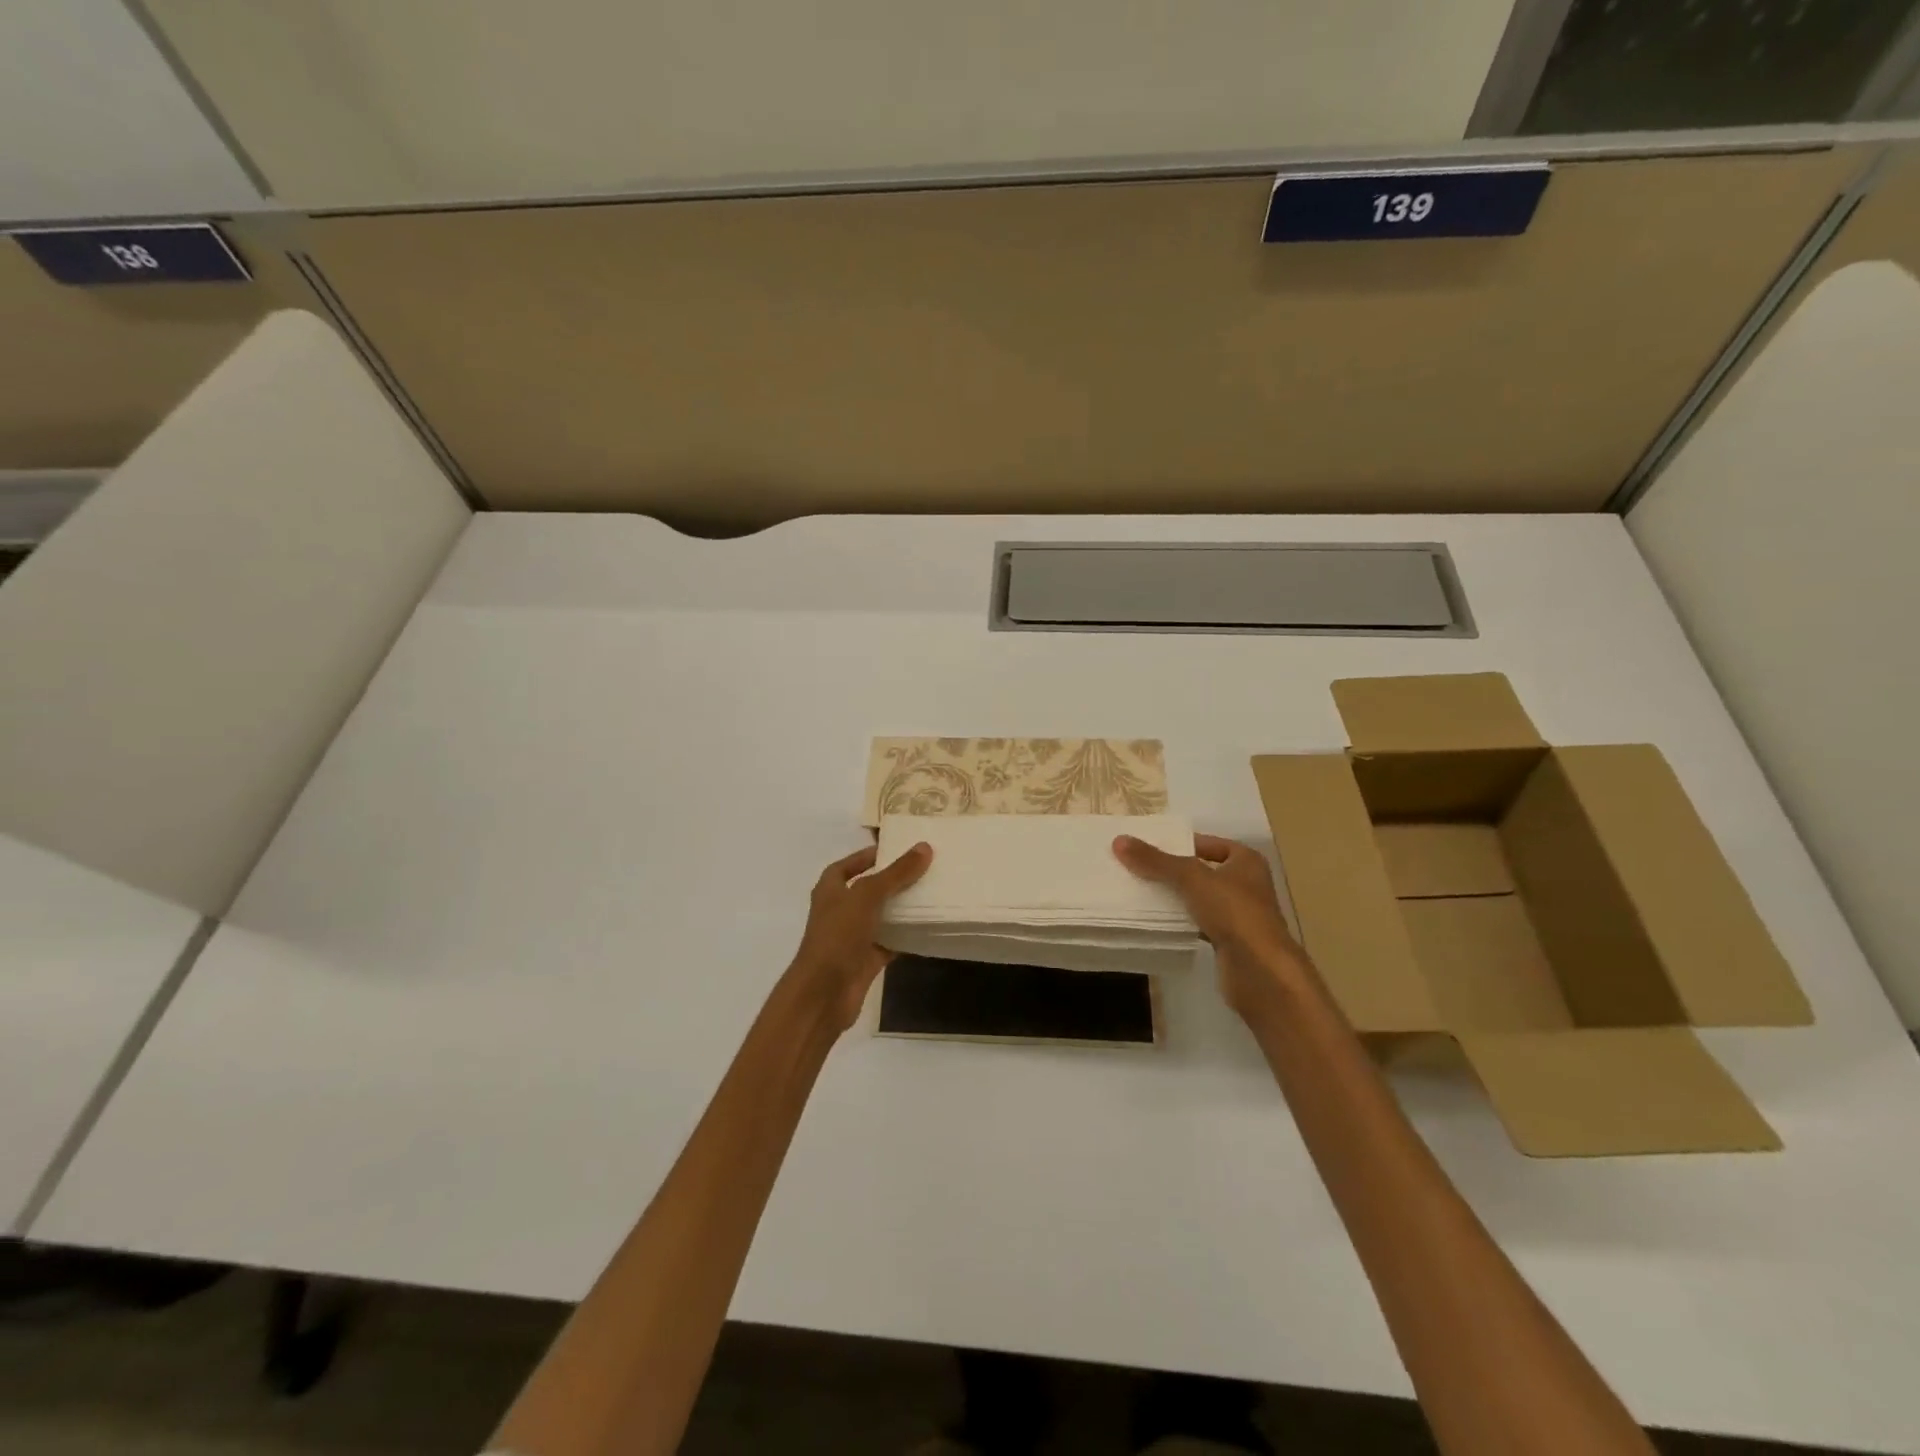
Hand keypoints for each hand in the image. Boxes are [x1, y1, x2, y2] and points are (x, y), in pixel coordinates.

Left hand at [787, 842, 932, 1031]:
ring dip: (901, 908)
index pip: (849, 865)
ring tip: (931, 893)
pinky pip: (890, 942)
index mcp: (830, 889)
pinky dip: (905, 936)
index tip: (897, 849)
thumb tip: (924, 847)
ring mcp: (852, 937)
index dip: (868, 856)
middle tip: (924, 869)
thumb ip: (896, 873)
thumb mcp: (867, 896)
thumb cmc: (838, 936)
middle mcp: (840, 910)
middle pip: (869, 889)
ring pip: (881, 916)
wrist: (823, 994)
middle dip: (892, 881)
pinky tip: (927, 927)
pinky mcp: (866, 960)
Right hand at [1114, 833, 1307, 1015]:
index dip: (1180, 844)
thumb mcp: (1190, 878)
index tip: (1149, 848)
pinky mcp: (1231, 941)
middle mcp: (1246, 885)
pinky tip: (1159, 921)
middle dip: (1173, 871)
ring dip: (1176, 898)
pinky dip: (1182, 922)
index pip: (1208, 843)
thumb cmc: (1233, 911)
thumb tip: (1119, 841)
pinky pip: (1200, 923)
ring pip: (1200, 899)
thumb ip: (1156, 861)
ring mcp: (1240, 915)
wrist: (1260, 971)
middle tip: (1139, 868)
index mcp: (1246, 861)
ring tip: (1141, 892)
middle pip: (1202, 871)